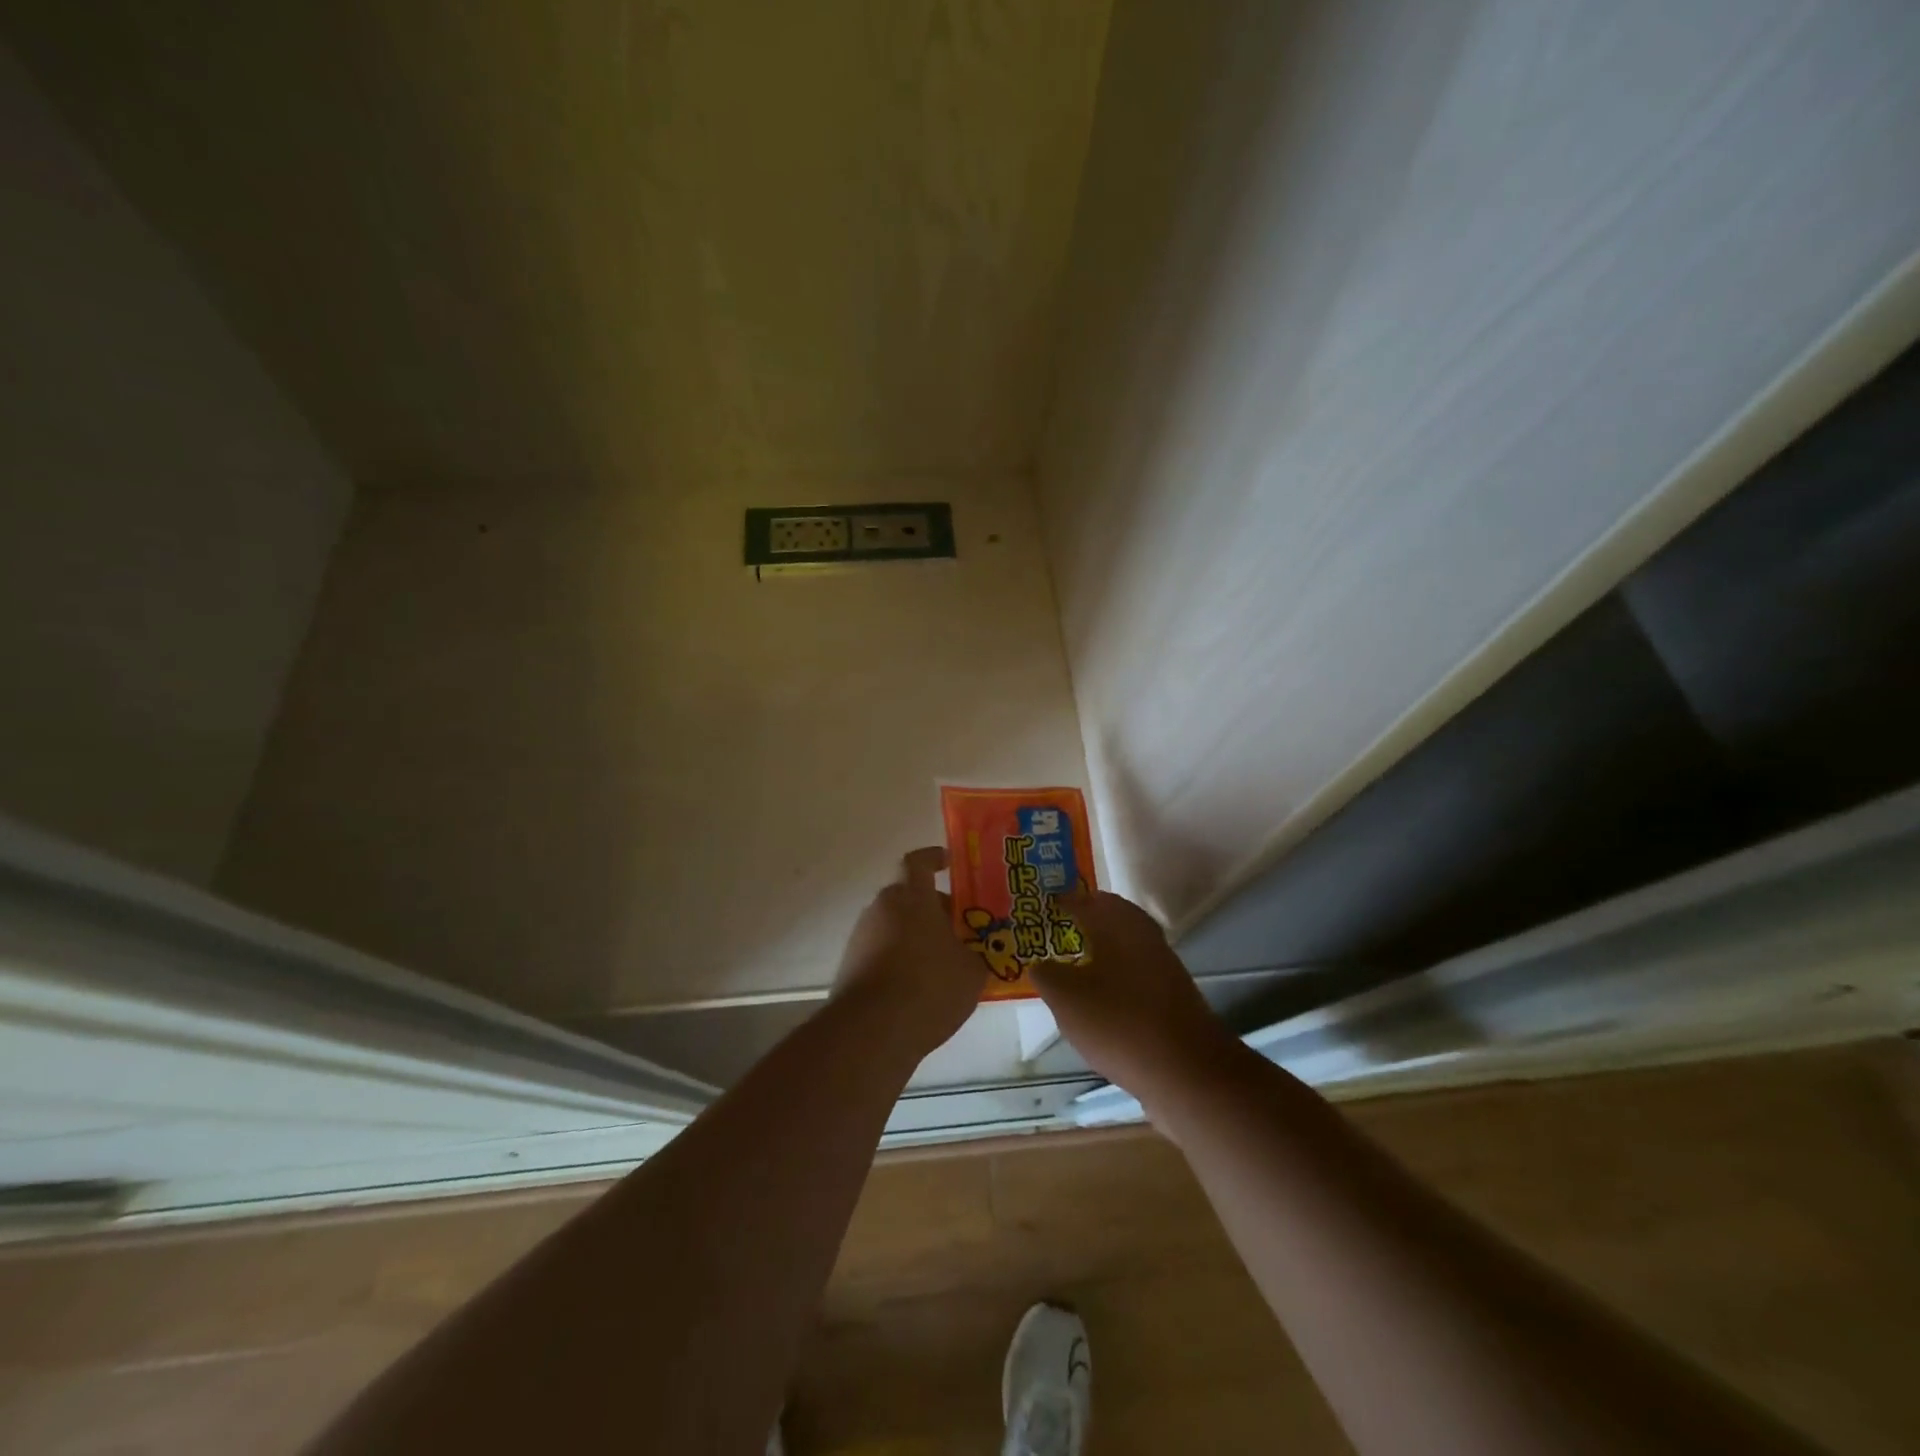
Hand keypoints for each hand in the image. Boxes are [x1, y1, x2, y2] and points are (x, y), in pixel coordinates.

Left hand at [833, 847, 987, 1059]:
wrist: (871, 1031)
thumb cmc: (929, 987)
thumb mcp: (971, 971)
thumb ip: (975, 953)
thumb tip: (974, 952)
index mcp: (912, 897)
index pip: (919, 862)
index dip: (934, 858)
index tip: (948, 862)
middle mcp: (882, 907)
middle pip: (910, 897)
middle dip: (935, 911)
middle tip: (960, 932)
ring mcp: (862, 936)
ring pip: (896, 926)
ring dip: (917, 937)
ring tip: (943, 966)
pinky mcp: (851, 964)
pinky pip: (882, 951)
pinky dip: (900, 960)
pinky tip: (919, 989)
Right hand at [1030, 891, 1243, 1109]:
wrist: (1188, 1073)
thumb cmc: (1119, 1023)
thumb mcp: (1066, 999)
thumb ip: (1046, 974)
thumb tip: (1039, 963)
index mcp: (1118, 923)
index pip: (1083, 899)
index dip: (1059, 902)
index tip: (1037, 909)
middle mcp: (1144, 935)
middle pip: (1107, 917)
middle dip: (1080, 923)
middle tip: (1051, 935)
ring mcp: (1162, 965)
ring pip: (1121, 946)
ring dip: (1096, 950)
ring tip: (1067, 967)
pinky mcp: (1170, 995)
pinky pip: (1132, 972)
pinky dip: (1111, 976)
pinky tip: (1095, 999)